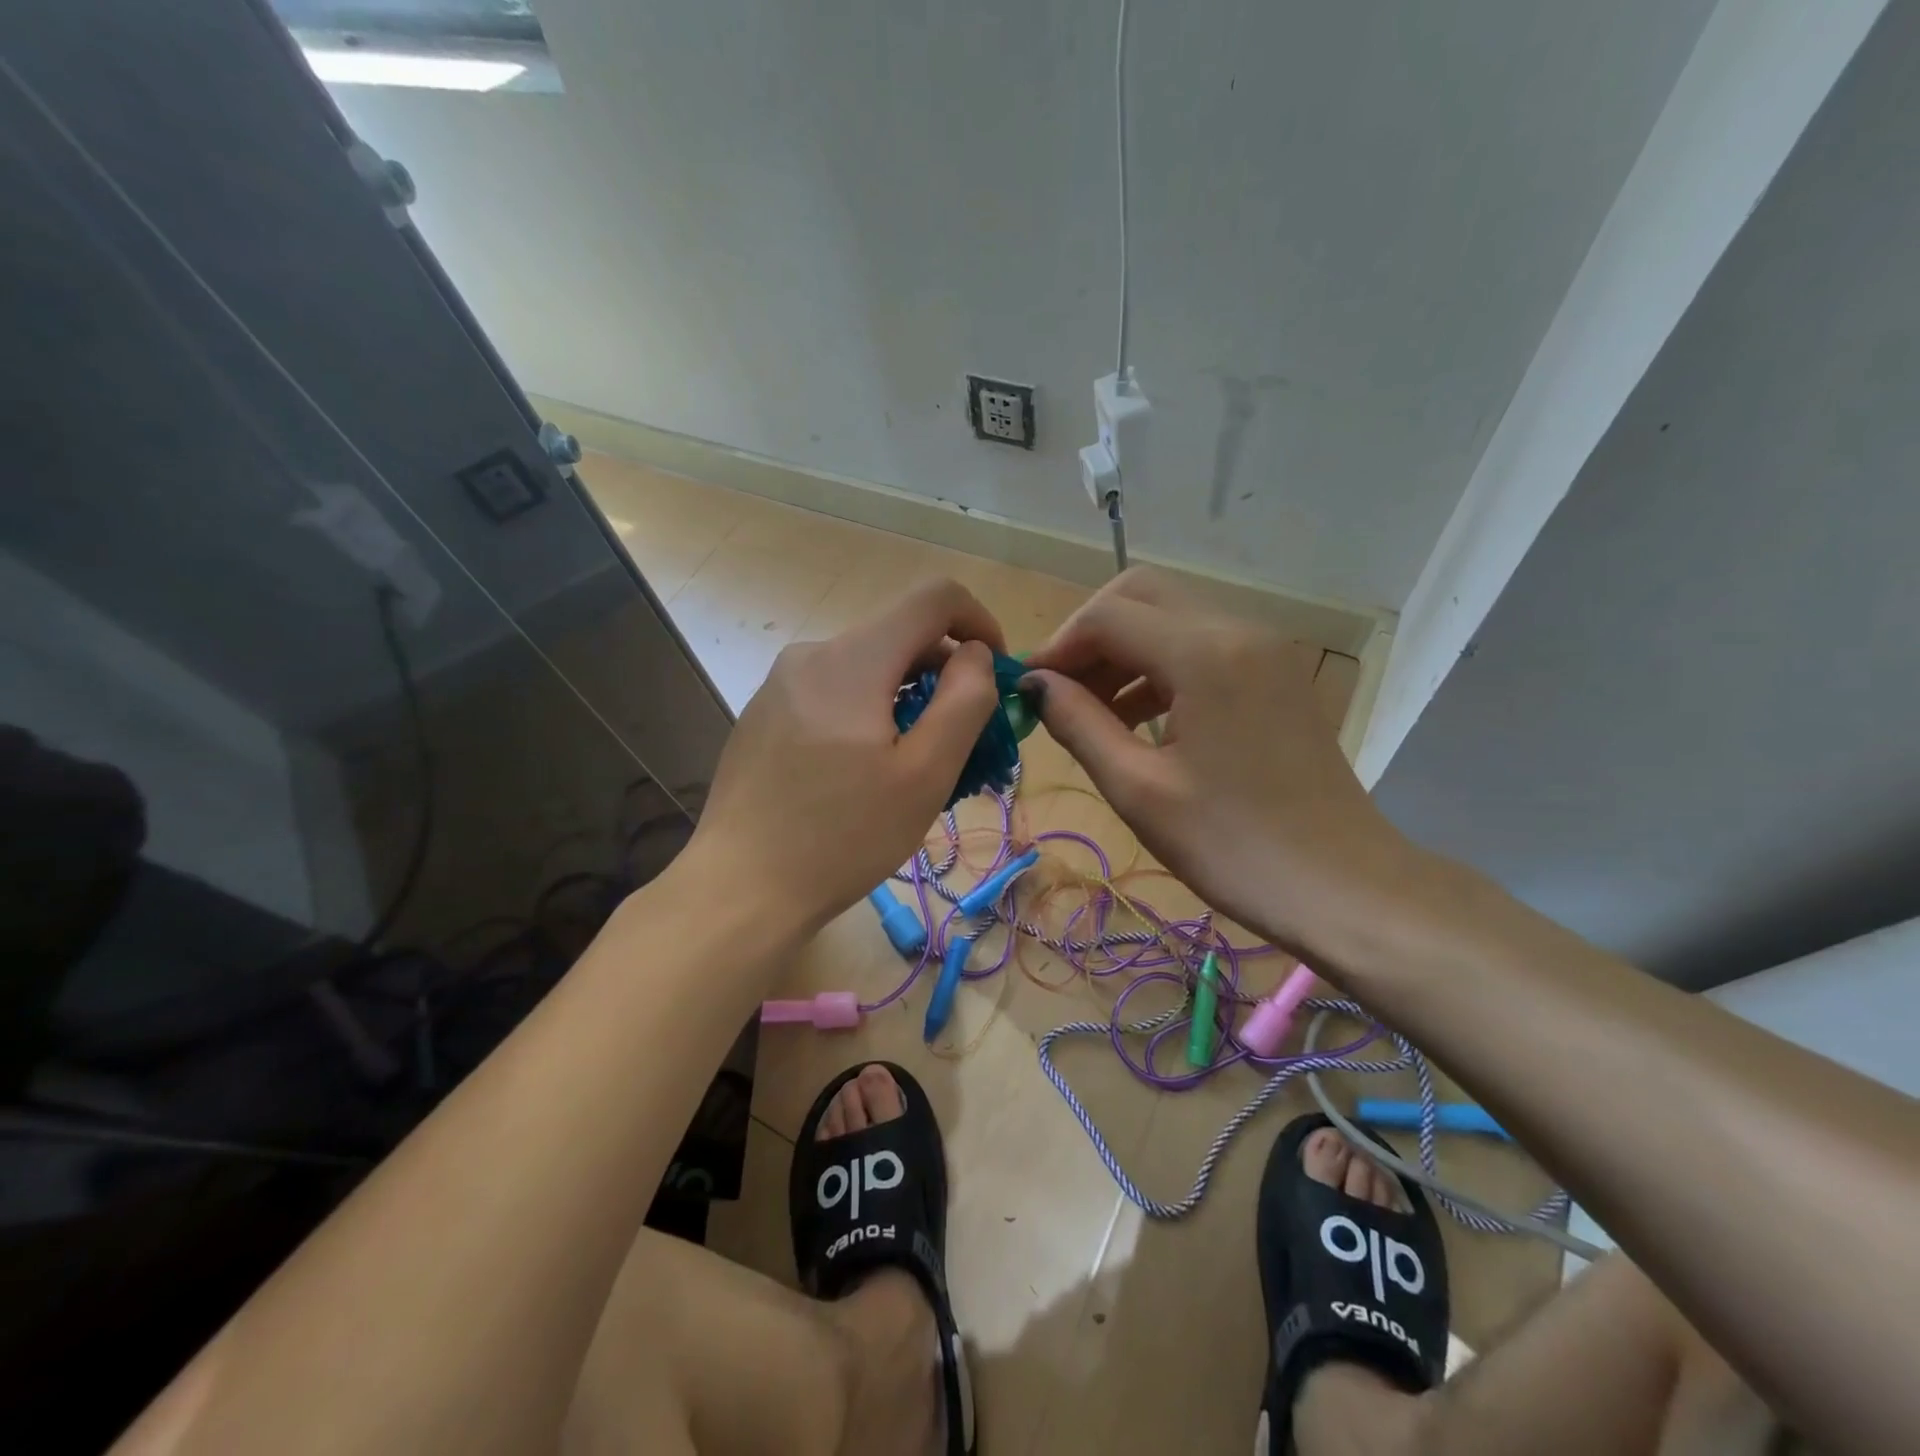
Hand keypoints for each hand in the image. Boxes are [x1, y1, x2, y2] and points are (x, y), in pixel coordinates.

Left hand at [688, 578, 1004, 934]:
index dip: (979, 622)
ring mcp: (780, 683)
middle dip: (944, 674)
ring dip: (907, 699)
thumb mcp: (924, 775)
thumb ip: (963, 701)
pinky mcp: (764, 714)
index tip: (995, 674)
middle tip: (964, 741)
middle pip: (899, 635)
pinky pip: (834, 692)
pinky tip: (864, 773)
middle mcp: (811, 653)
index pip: (934, 597)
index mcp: (853, 659)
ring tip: (915, 766)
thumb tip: (976, 654)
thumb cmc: (842, 837)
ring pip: (867, 667)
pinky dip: (868, 713)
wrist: (740, 889)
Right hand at [1022, 568, 1411, 959]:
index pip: (1108, 615)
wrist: (1343, 888)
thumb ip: (1078, 724)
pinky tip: (1137, 719)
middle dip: (1090, 635)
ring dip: (1123, 651)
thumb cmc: (1233, 847)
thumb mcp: (1139, 789)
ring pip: (1172, 618)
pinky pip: (1202, 646)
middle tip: (1060, 690)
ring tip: (1090, 712)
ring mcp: (1265, 649)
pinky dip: (1159, 667)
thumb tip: (1034, 684)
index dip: (1058, 646)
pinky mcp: (1275, 674)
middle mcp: (1239, 630)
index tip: (1029, 690)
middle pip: (1142, 595)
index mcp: (1205, 654)